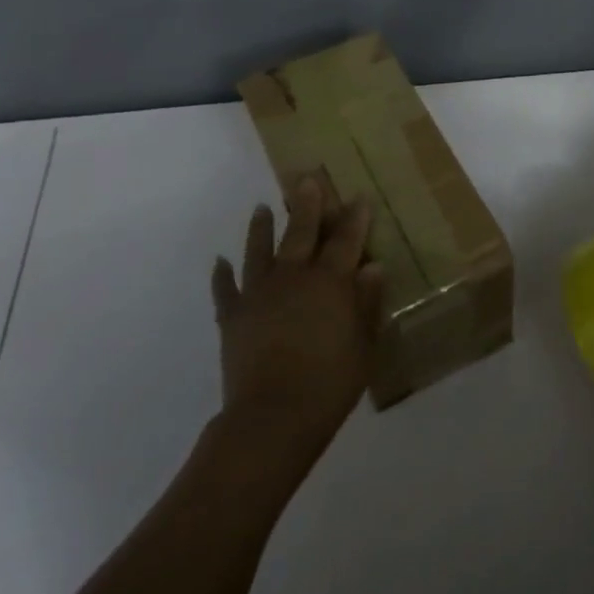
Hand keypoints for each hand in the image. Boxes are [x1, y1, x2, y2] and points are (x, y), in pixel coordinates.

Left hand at [210, 176, 383, 473]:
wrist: (274, 415)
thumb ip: (368, 304)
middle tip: (307, 179)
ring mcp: (258, 294)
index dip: (354, 218)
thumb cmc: (330, 383)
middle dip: (307, 204)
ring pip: (259, 250)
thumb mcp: (364, 346)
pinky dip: (222, 274)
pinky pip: (225, 288)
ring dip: (262, 228)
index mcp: (330, 283)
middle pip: (301, 233)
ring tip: (263, 207)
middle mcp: (293, 278)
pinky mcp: (233, 316)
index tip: (357, 197)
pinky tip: (220, 261)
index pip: (346, 241)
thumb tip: (373, 268)